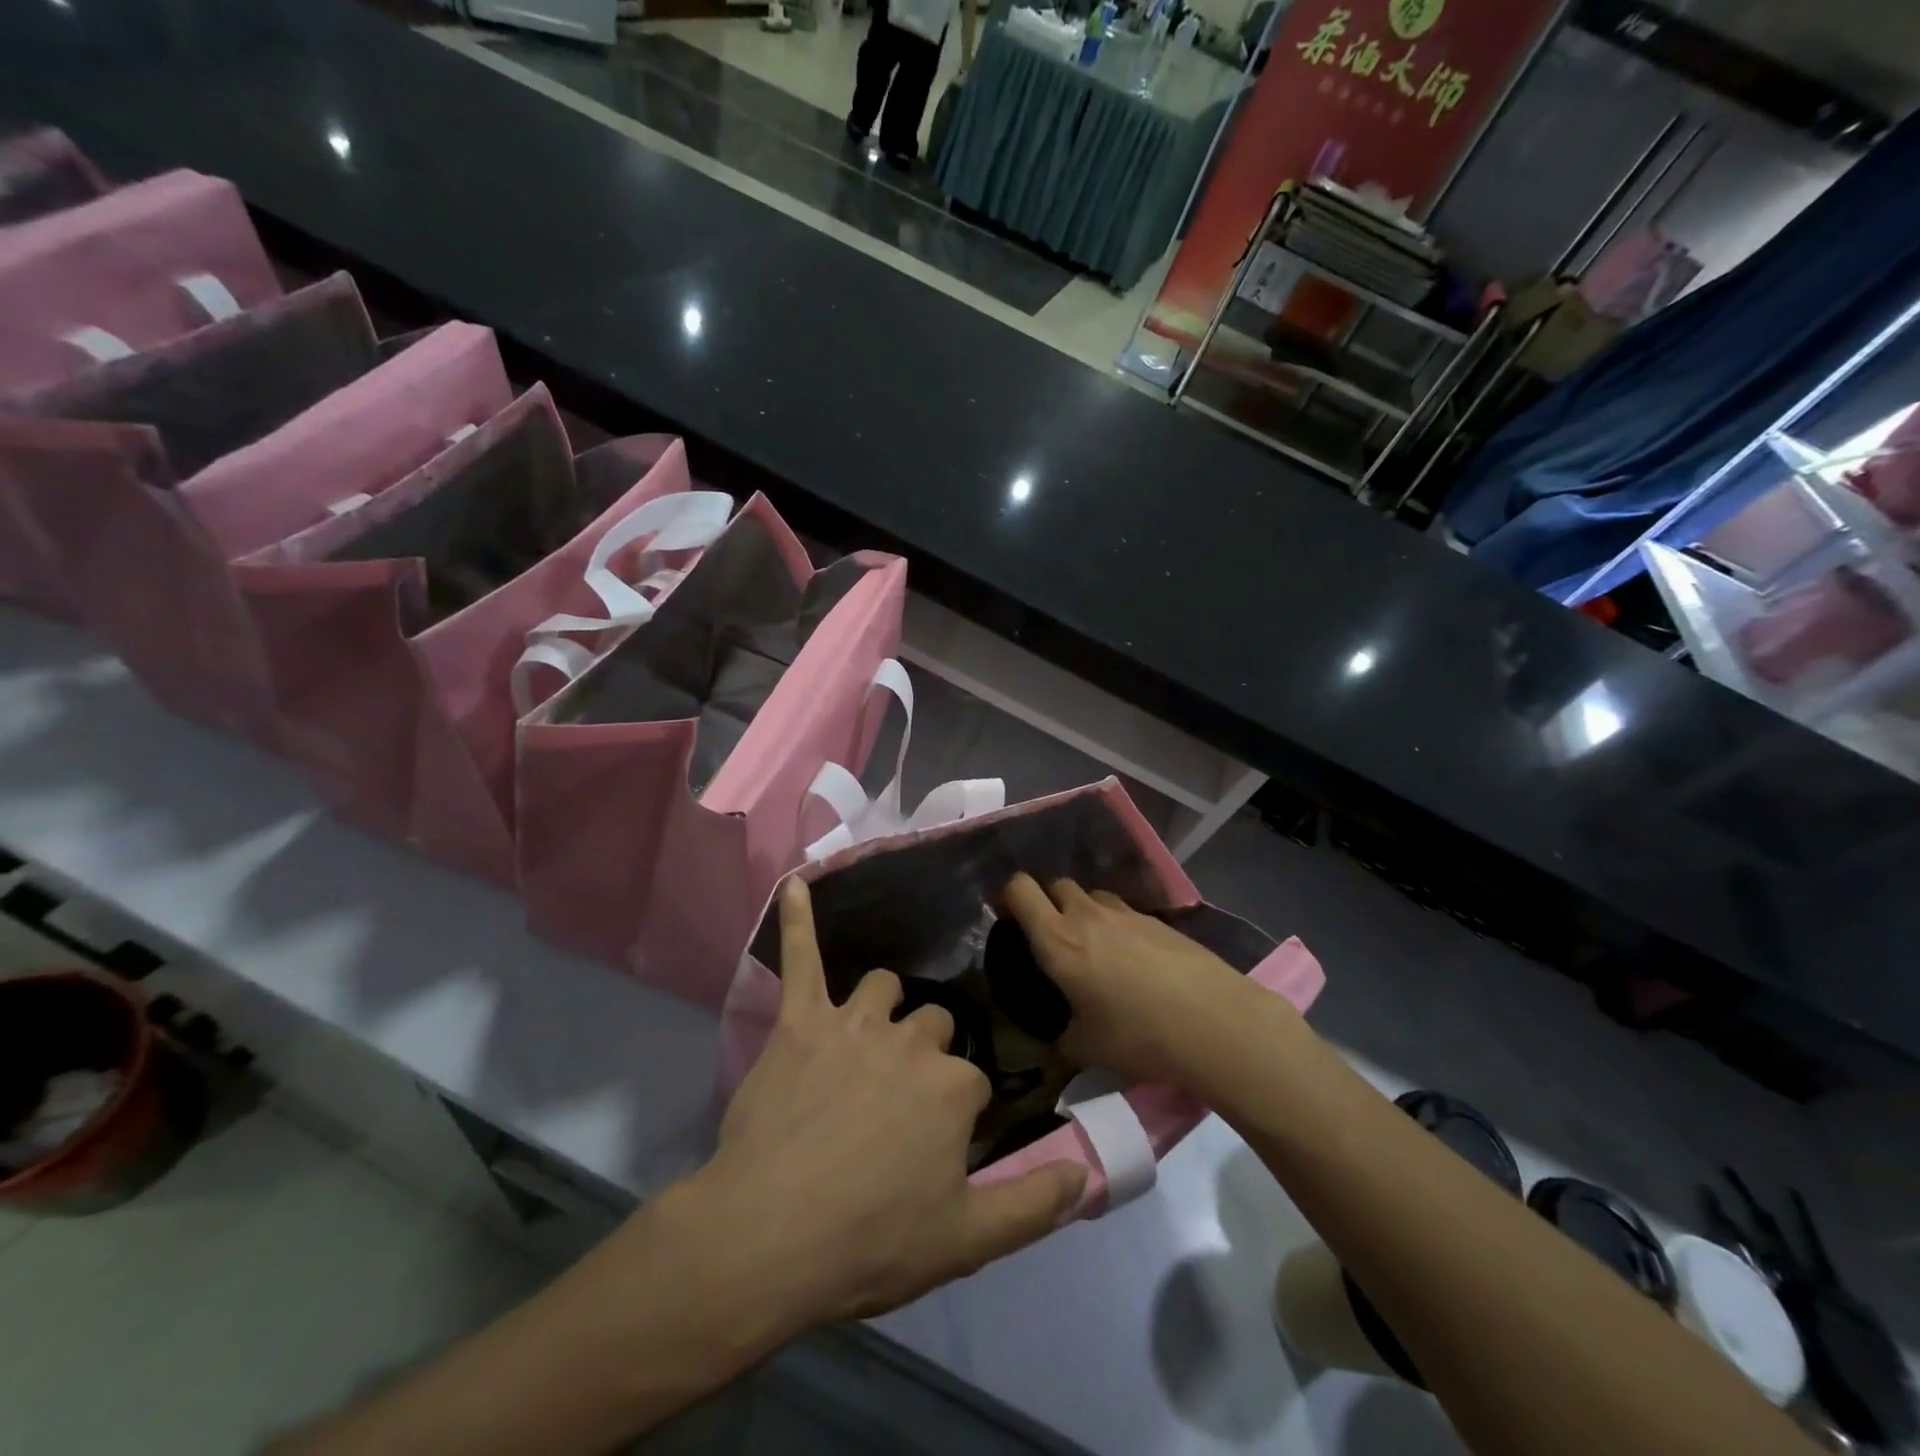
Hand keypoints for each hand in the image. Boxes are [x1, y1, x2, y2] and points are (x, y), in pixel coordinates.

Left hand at [687, 879, 1086, 1328]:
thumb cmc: (871, 1241)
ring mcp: (853, 1023)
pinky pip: (801, 958)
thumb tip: (1089, 1173)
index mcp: (954, 1085)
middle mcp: (910, 1040)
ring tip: (866, 1041)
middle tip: (898, 1106)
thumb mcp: (968, 1239)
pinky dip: (799, 920)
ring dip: (881, 1010)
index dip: (957, 1116)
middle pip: (932, 1026)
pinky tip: (795, 885)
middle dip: (924, 1057)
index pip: (973, 1081)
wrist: (769, 1239)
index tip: (939, 1147)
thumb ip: (1035, 1202)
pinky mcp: (800, 1021)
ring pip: (881, 991)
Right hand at [999, 873, 1264, 1086]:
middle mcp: (1087, 914)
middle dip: (1046, 901)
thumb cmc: (1137, 1035)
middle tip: (1049, 935)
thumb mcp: (1086, 1049)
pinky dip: (1116, 925)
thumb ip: (1060, 1040)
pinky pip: (1123, 911)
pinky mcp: (1157, 920)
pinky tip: (1131, 959)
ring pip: (1091, 894)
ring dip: (1082, 909)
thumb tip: (1055, 1044)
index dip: (1007, 895)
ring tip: (1092, 945)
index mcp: (1057, 939)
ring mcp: (1126, 912)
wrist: (1213, 1022)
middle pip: (1055, 884)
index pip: (1019, 888)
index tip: (1006, 917)